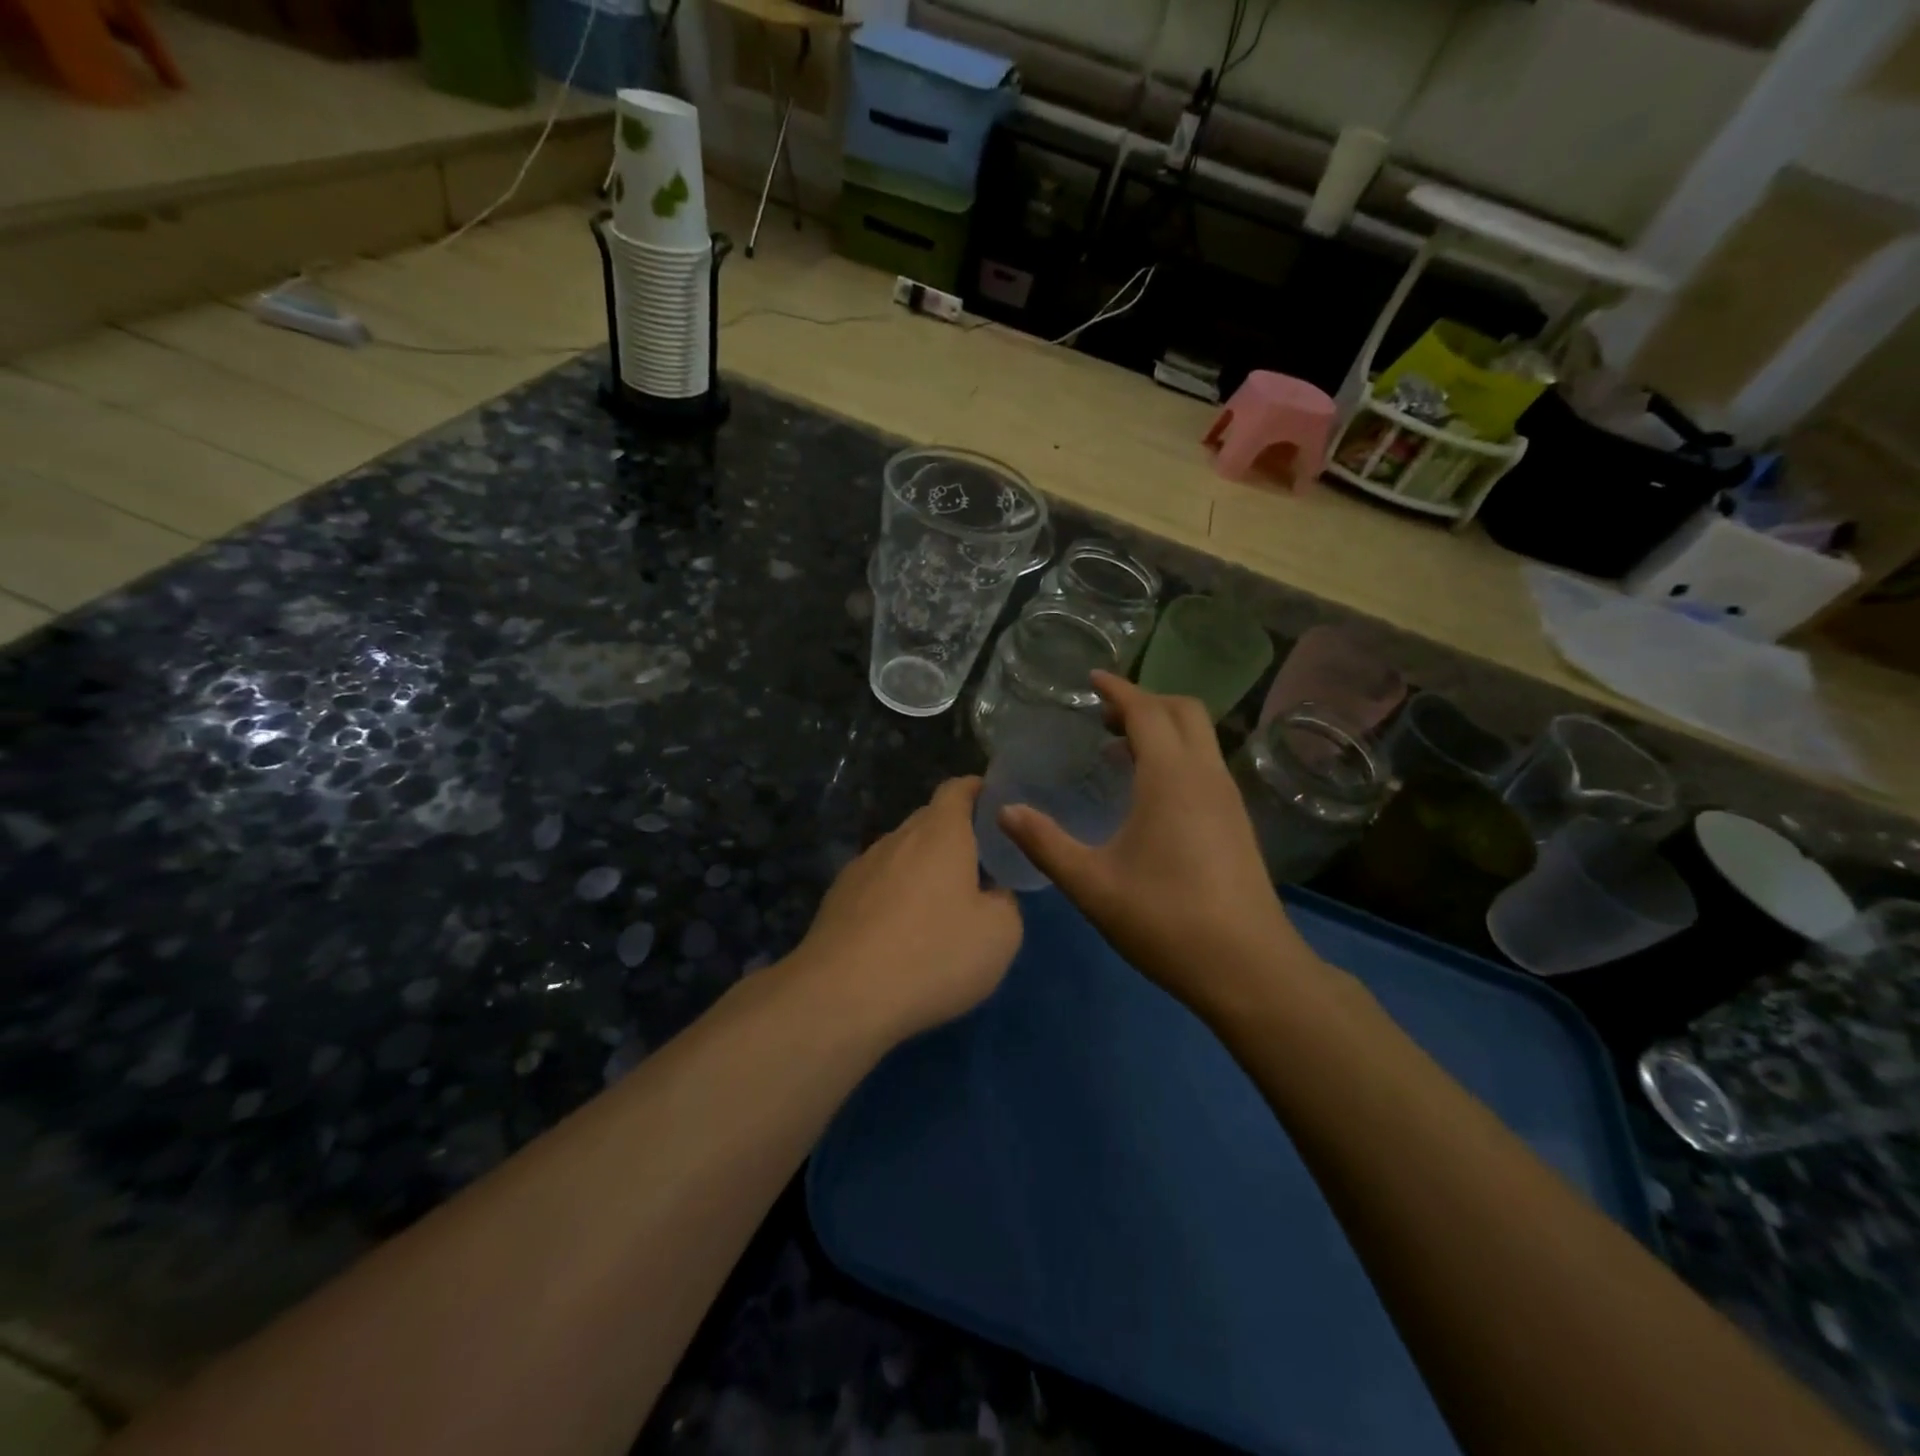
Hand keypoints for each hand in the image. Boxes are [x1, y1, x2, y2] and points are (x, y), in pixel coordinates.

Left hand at [792, 776, 1021, 1043]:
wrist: (841, 996)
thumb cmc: (933, 954)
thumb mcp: (1000, 935)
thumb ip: (1005, 902)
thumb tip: (992, 894)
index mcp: (940, 833)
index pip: (957, 789)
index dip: (978, 791)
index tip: (995, 805)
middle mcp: (898, 838)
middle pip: (928, 821)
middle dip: (953, 835)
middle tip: (978, 866)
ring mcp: (861, 866)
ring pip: (900, 854)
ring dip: (922, 869)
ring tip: (939, 905)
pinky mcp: (837, 899)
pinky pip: (877, 884)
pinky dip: (894, 896)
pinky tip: (900, 933)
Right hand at [997, 673, 1317, 1016]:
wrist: (1248, 969)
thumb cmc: (1165, 920)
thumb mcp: (1092, 884)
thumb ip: (1045, 843)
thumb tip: (1004, 810)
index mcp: (1171, 778)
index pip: (1147, 711)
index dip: (1118, 690)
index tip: (1092, 679)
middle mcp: (1206, 776)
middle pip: (1183, 711)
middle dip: (1145, 701)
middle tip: (1104, 717)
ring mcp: (1228, 798)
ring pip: (1200, 737)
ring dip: (1163, 728)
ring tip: (1120, 749)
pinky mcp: (1237, 821)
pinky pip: (1206, 764)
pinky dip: (1177, 755)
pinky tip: (1149, 792)